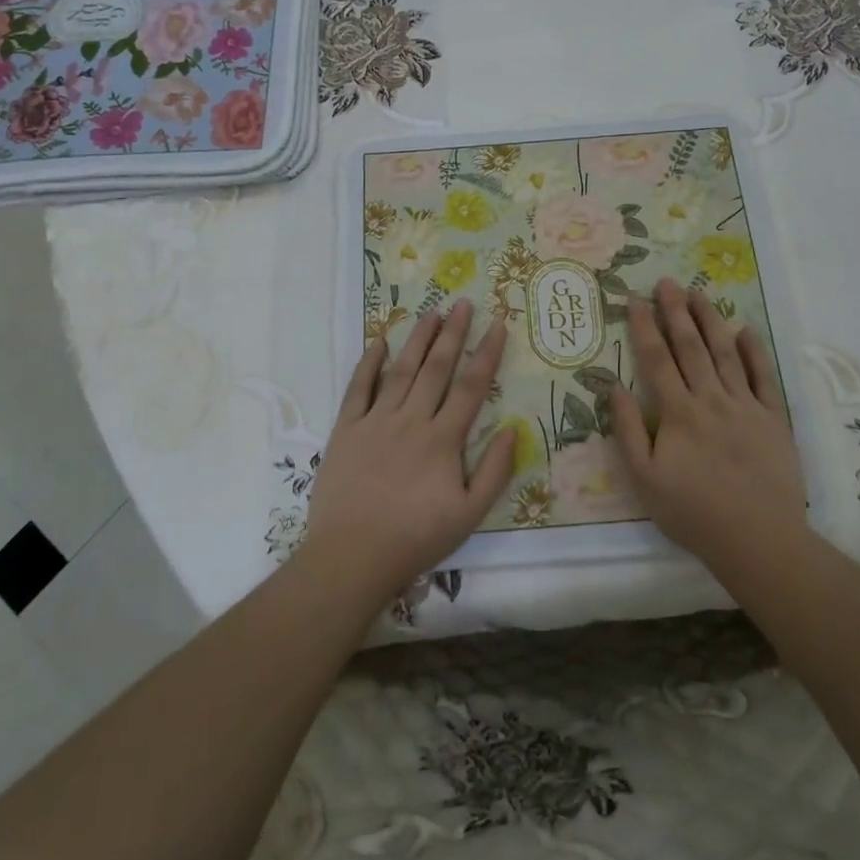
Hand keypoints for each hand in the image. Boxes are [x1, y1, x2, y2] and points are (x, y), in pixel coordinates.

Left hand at [303, 299, 514, 602]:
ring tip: (430, 312)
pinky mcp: (345, 429)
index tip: (498, 323)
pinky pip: (358, 388)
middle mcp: (411, 420)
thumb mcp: (469, 514)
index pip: (471, 386)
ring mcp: (375, 421)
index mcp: (443, 439)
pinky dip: (368, 362)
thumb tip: (513, 428)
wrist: (353, 556)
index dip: (487, 352)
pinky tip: (378, 341)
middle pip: (436, 368)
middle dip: (452, 333)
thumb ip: (495, 470)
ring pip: (400, 370)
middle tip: (463, 303)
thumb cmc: (416, 538)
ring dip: (417, 339)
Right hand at [610, 278, 808, 577]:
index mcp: (678, 412)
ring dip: (710, 320)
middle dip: (675, 311)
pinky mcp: (774, 419)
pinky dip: (754, 351)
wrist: (758, 539)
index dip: (644, 326)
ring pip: (725, 352)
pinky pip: (763, 377)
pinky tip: (745, 330)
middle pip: (690, 346)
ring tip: (698, 293)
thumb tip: (615, 386)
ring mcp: (746, 406)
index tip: (634, 299)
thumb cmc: (692, 512)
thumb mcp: (644, 478)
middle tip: (666, 282)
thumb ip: (629, 430)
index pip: (657, 358)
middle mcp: (711, 399)